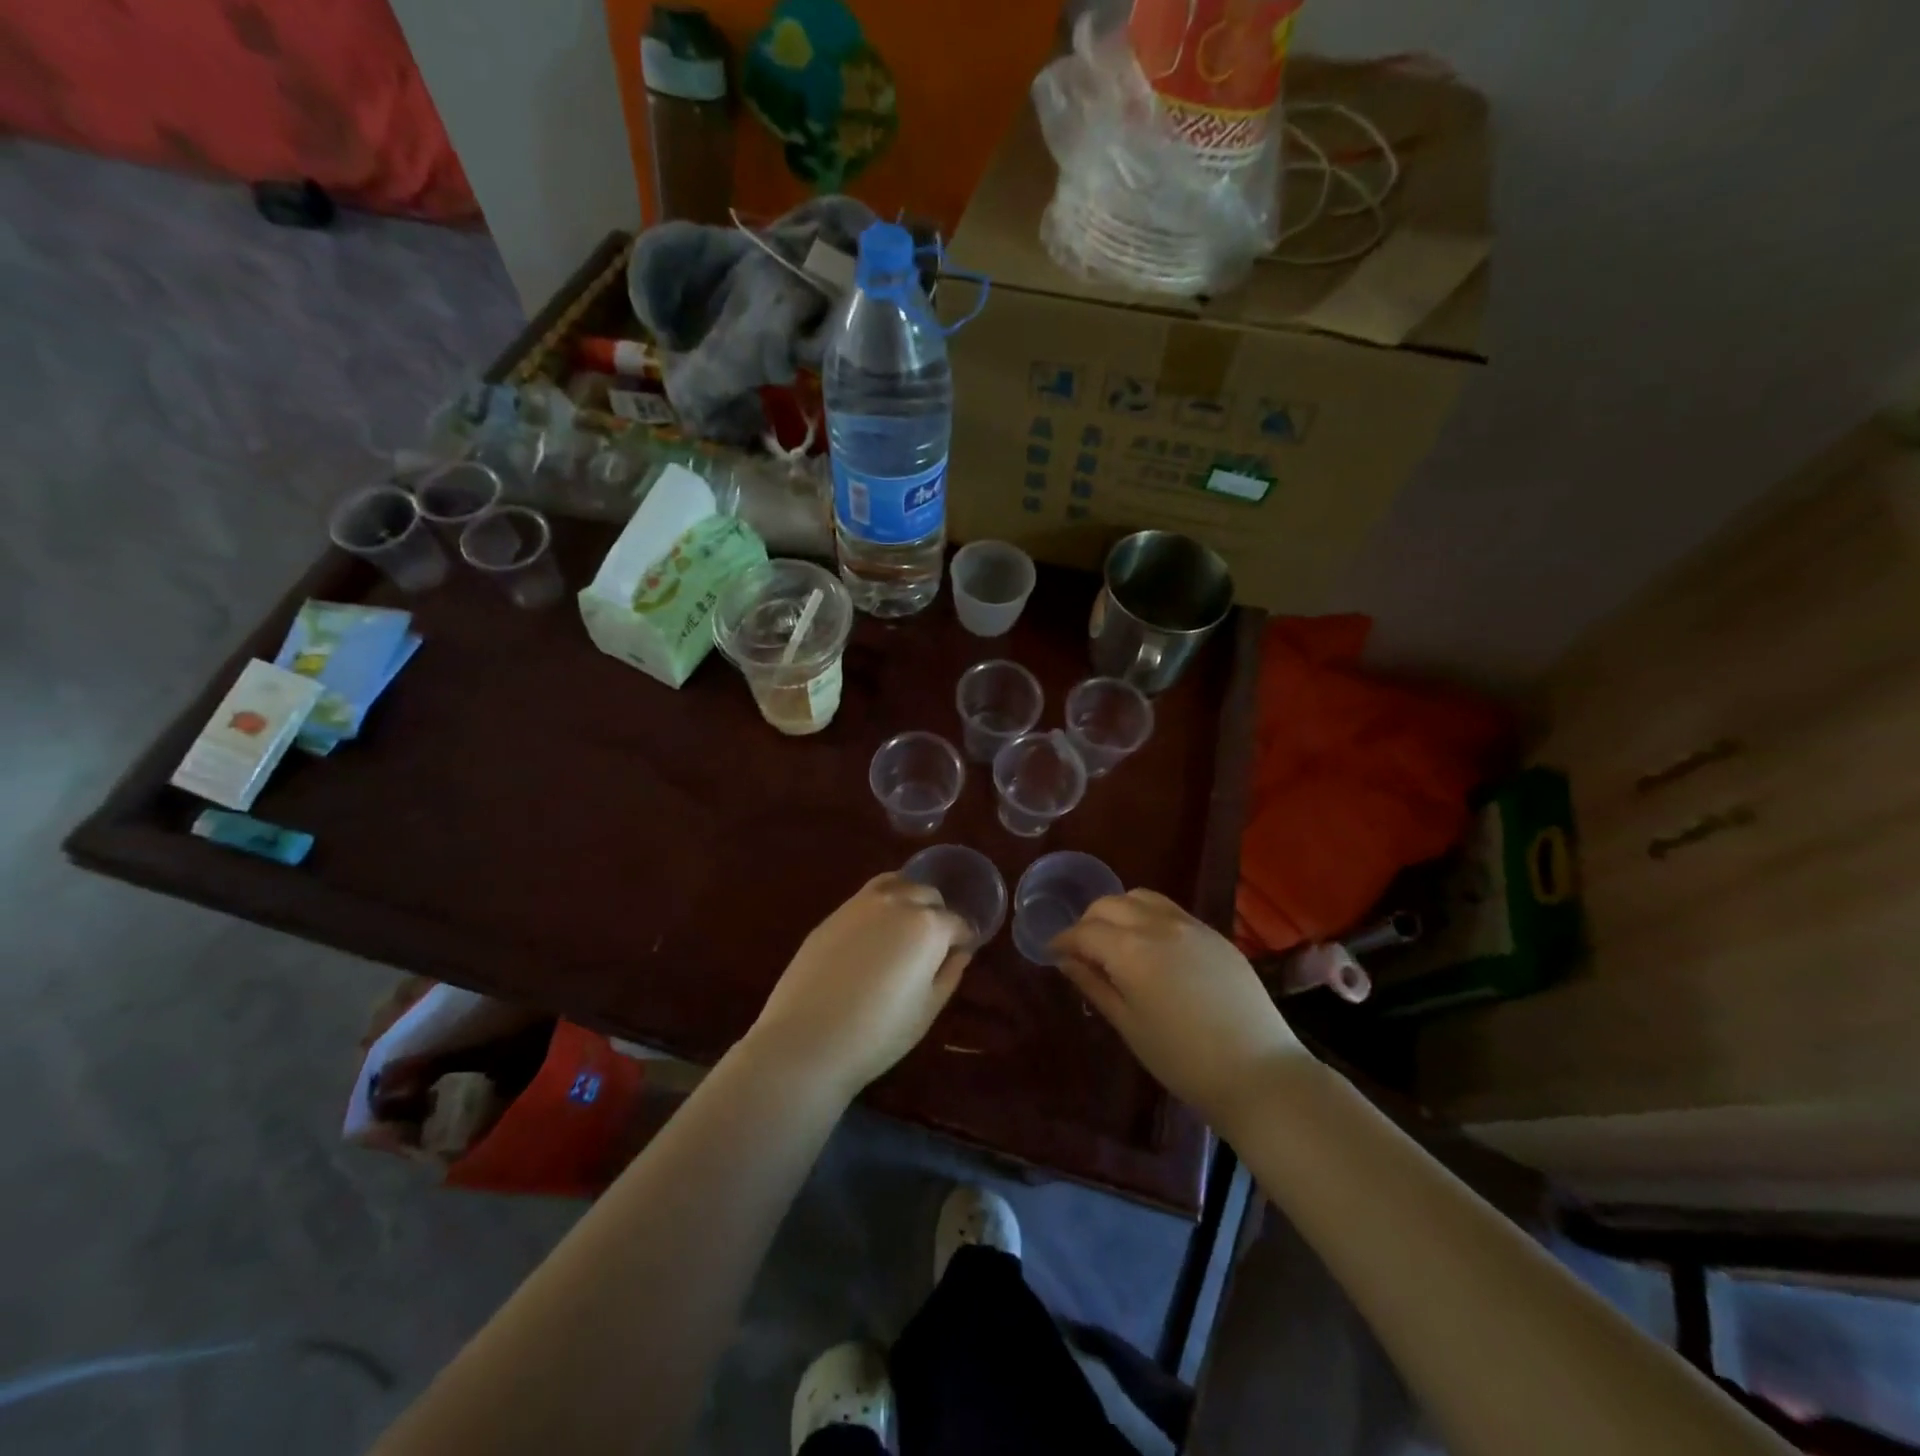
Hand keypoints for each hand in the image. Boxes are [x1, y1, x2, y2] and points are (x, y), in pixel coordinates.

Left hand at [746, 874, 970, 1098]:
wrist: (806, 1039)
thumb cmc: (878, 1033)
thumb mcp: (927, 1010)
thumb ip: (949, 974)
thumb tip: (959, 952)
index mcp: (928, 926)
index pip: (957, 922)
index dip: (963, 939)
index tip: (960, 953)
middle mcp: (898, 902)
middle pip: (928, 895)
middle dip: (937, 914)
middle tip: (933, 944)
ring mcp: (861, 903)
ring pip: (897, 884)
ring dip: (909, 899)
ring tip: (905, 928)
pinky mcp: (833, 914)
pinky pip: (868, 896)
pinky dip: (881, 903)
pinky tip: (875, 932)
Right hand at [1052, 890, 1309, 1132]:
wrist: (1258, 1073)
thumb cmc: (1182, 1059)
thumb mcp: (1128, 1025)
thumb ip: (1094, 985)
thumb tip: (1066, 961)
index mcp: (1131, 950)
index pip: (1084, 931)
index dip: (1063, 940)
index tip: (1053, 953)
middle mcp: (1158, 925)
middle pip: (1110, 904)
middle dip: (1088, 921)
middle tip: (1082, 949)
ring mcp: (1191, 925)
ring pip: (1141, 898)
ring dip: (1119, 911)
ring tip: (1116, 941)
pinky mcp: (1215, 934)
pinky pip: (1170, 910)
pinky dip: (1149, 917)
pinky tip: (1152, 946)